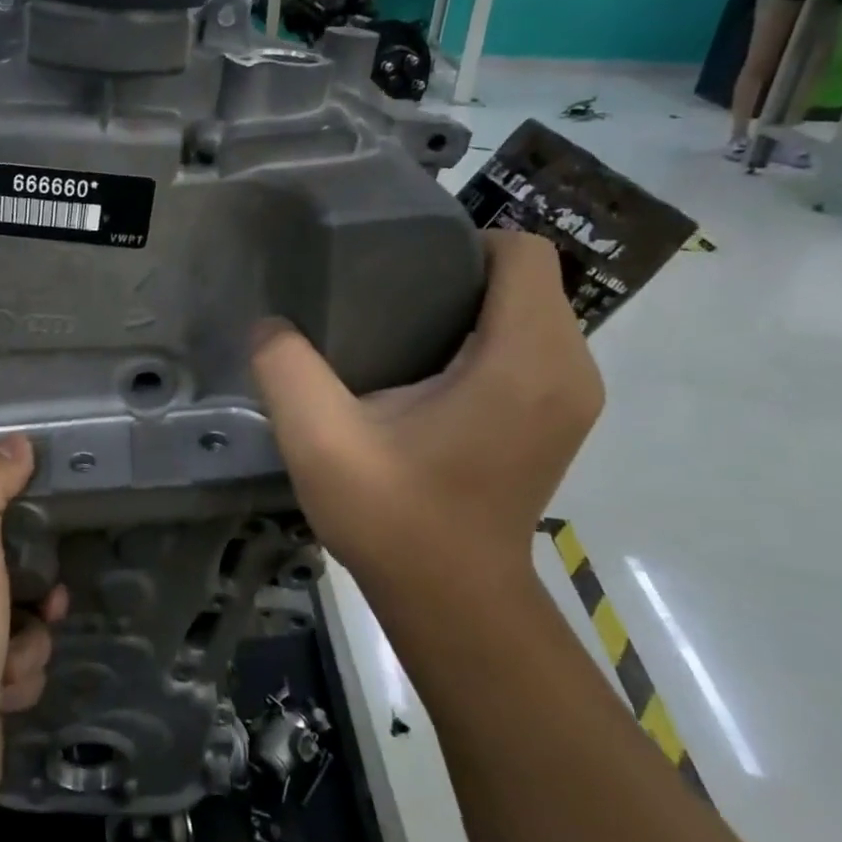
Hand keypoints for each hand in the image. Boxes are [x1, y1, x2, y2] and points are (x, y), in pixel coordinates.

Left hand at [0, 435, 68, 818]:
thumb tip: (17, 441)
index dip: (13, 523)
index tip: (41, 535)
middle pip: (4, 567)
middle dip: (30, 595)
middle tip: (42, 607)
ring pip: (18, 617)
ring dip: (27, 642)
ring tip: (8, 667)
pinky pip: (15, 661)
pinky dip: (19, 677)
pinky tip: (2, 699)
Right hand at [250, 231, 602, 597]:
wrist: (453, 600)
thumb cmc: (394, 518)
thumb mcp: (320, 440)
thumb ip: (286, 368)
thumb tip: (270, 325)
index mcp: (522, 361)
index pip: (522, 253)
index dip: (463, 241)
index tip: (400, 262)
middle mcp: (567, 369)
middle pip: (528, 278)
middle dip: (461, 270)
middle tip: (386, 290)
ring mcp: (572, 397)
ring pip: (533, 311)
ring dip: (474, 304)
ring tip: (401, 325)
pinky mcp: (559, 419)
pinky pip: (533, 345)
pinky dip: (487, 337)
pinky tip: (429, 369)